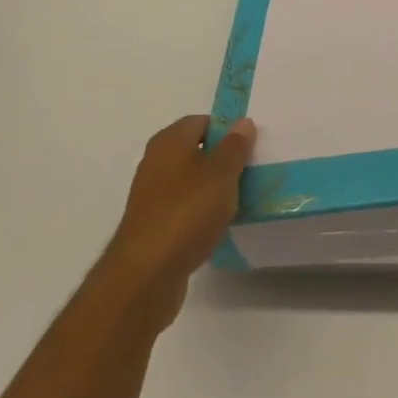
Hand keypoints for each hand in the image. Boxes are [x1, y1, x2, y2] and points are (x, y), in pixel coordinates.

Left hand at [98, 114, 254, 329]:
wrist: (146, 274)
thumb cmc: (187, 212)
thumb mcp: (221, 174)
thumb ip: (235, 147)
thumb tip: (242, 123)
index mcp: (169, 141)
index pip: (202, 122)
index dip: (227, 131)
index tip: (250, 147)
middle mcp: (156, 162)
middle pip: (196, 152)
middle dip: (223, 161)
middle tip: (251, 172)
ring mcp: (152, 195)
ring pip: (191, 182)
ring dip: (213, 189)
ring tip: (241, 200)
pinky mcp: (153, 225)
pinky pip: (184, 208)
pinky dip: (201, 213)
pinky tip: (218, 226)